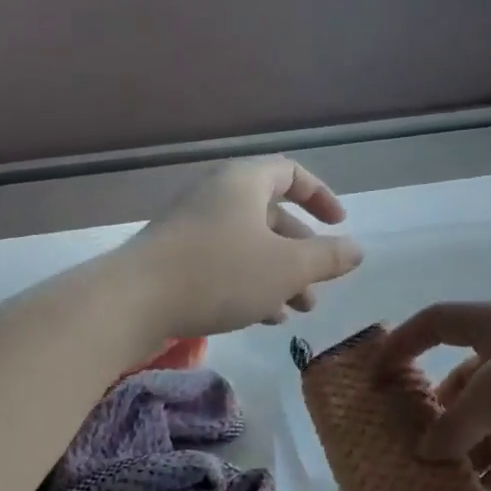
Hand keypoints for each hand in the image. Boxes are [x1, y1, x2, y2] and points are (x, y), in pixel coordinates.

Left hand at [126, 158, 363, 338]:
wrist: (133, 301)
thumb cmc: (220, 272)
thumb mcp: (286, 267)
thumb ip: (327, 257)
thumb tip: (357, 249)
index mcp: (244, 182)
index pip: (291, 173)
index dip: (321, 197)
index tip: (339, 225)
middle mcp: (216, 195)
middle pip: (271, 215)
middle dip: (301, 252)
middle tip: (318, 286)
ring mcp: (191, 226)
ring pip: (248, 244)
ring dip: (278, 274)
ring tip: (298, 310)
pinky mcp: (174, 257)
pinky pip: (223, 261)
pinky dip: (249, 283)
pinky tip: (264, 317)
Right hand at [379, 301, 490, 490]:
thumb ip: (453, 424)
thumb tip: (427, 450)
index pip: (438, 323)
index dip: (403, 343)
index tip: (374, 377)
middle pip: (462, 384)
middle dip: (433, 415)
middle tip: (402, 446)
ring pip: (487, 429)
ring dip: (460, 456)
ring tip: (425, 484)